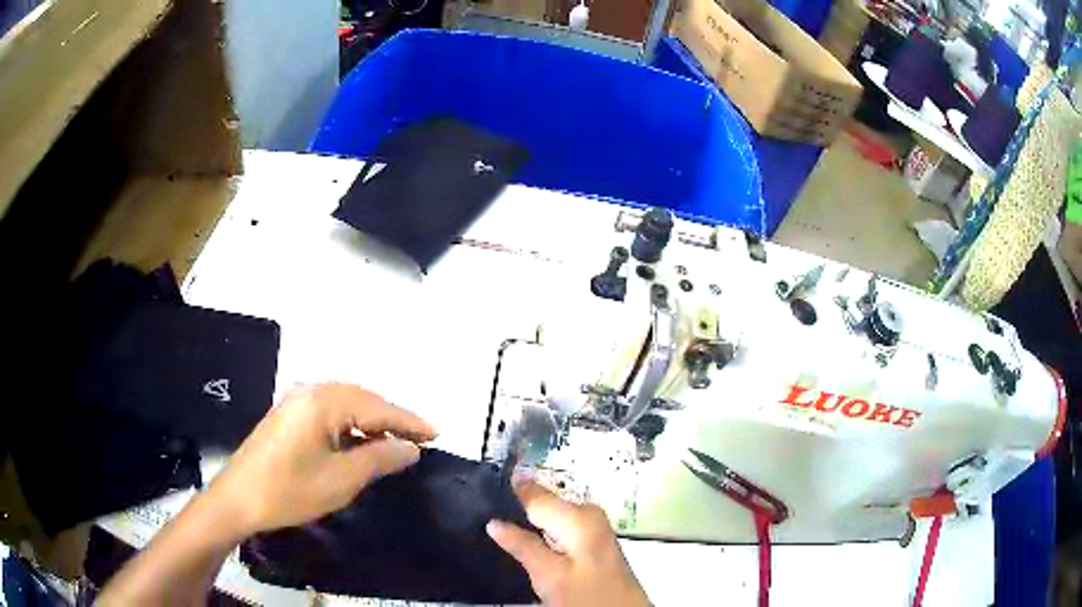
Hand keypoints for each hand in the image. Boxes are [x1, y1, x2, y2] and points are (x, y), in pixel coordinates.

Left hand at [208, 383, 436, 535]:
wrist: (238, 499)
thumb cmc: (290, 491)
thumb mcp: (341, 480)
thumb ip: (380, 458)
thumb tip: (411, 448)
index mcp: (324, 401)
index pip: (378, 407)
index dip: (410, 422)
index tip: (437, 434)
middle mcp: (310, 390)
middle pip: (363, 399)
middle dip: (392, 419)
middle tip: (419, 440)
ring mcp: (296, 400)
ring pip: (346, 404)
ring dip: (371, 421)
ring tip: (395, 443)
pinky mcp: (288, 414)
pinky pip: (329, 411)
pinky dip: (350, 425)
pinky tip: (359, 442)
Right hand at [487, 481, 649, 606]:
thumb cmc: (586, 595)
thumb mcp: (549, 574)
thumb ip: (522, 546)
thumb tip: (493, 522)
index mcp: (578, 515)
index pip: (534, 492)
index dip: (507, 491)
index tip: (481, 494)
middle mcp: (587, 513)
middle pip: (542, 502)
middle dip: (515, 510)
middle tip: (484, 518)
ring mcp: (592, 527)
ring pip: (548, 516)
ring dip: (526, 524)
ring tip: (497, 532)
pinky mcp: (590, 541)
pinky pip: (557, 527)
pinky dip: (540, 534)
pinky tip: (525, 544)